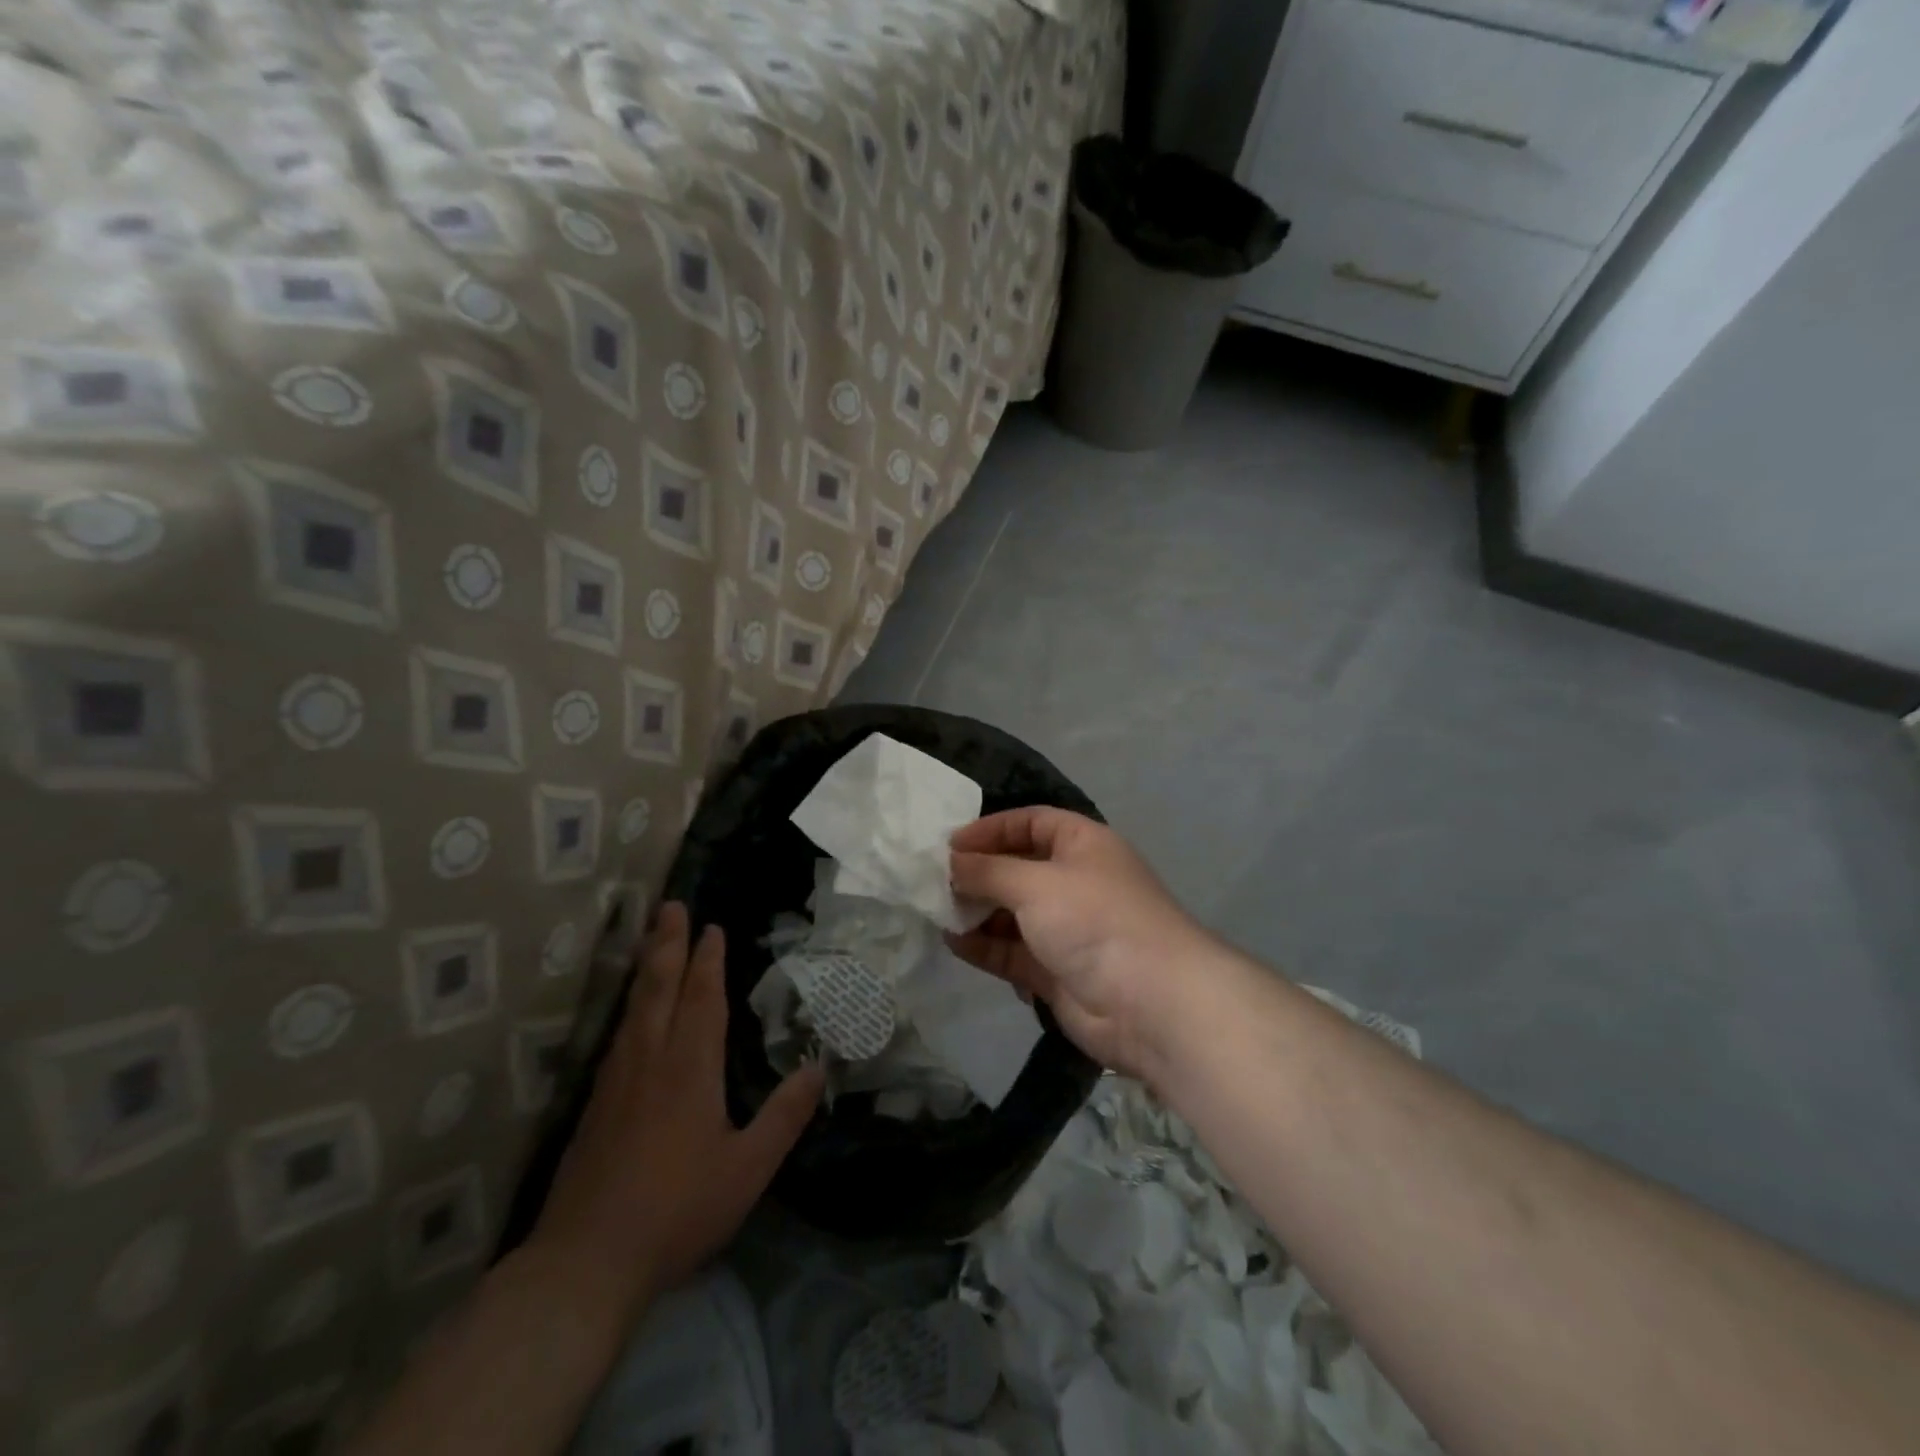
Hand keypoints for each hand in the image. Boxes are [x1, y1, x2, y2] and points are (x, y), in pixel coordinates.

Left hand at [529, 903, 823, 1321]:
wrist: (585, 1262)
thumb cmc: (676, 1211)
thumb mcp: (748, 1169)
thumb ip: (785, 1115)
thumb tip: (819, 1066)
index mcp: (689, 1068)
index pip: (701, 998)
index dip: (707, 960)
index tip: (711, 926)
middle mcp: (650, 1060)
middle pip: (658, 987)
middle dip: (667, 943)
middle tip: (670, 904)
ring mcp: (616, 1080)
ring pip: (634, 1006)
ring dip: (646, 966)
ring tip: (651, 939)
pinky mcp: (594, 1104)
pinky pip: (619, 1033)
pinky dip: (630, 1004)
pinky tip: (631, 1011)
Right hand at [948, 809, 1219, 1082]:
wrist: (1150, 1003)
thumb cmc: (1094, 920)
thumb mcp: (1035, 883)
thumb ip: (988, 871)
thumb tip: (951, 862)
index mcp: (1082, 845)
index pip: (1030, 823)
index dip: (991, 829)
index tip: (950, 844)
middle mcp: (1074, 881)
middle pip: (1018, 868)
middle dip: (979, 874)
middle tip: (934, 881)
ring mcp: (1066, 929)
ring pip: (1012, 912)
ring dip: (977, 911)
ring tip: (937, 911)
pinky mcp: (1056, 970)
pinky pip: (1013, 951)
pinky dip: (985, 946)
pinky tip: (953, 942)